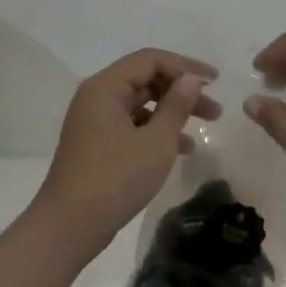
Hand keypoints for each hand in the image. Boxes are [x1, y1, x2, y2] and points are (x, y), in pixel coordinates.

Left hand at [35, 49, 219, 249]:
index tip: (215, 82)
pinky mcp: (97, 142)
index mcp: (106, 86)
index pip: (150, 60)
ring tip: (206, 127)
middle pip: (146, 79)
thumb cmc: (115, 179)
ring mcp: (95, 120)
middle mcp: (97, 96)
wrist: (69, 227)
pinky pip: (132, 123)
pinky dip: (157, 129)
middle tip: (214, 109)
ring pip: (141, 103)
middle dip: (181, 91)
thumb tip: (191, 78)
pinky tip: (183, 148)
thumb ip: (176, 105)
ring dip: (173, 111)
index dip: (185, 67)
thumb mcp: (156, 141)